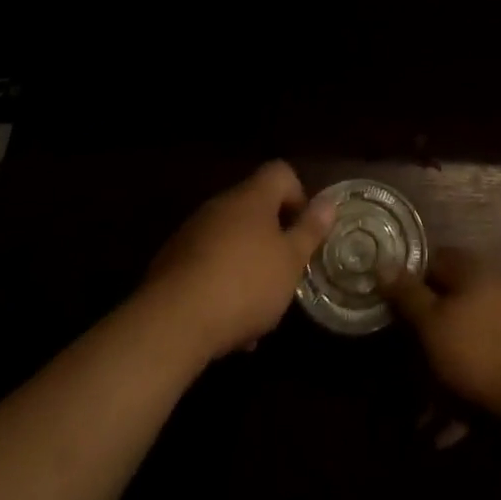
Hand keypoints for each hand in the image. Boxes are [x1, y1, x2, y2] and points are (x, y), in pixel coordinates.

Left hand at [143, 161, 334, 362]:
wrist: (172, 323)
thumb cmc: (244, 284)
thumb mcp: (290, 262)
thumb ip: (310, 230)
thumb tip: (329, 201)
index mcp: (252, 197)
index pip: (280, 172)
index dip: (298, 196)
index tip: (303, 232)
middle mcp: (220, 205)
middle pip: (255, 208)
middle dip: (272, 239)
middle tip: (283, 274)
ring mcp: (192, 233)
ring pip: (231, 240)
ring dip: (247, 266)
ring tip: (257, 312)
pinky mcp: (171, 263)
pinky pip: (207, 265)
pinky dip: (221, 285)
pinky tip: (228, 327)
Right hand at [381, 248, 500, 425]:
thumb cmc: (478, 353)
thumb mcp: (432, 323)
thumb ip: (407, 295)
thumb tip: (383, 262)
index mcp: (472, 270)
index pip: (432, 260)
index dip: (408, 279)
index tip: (388, 306)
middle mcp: (491, 289)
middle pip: (446, 303)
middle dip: (422, 335)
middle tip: (400, 363)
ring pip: (460, 342)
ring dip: (437, 374)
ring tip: (418, 414)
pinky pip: (478, 372)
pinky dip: (460, 395)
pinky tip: (445, 431)